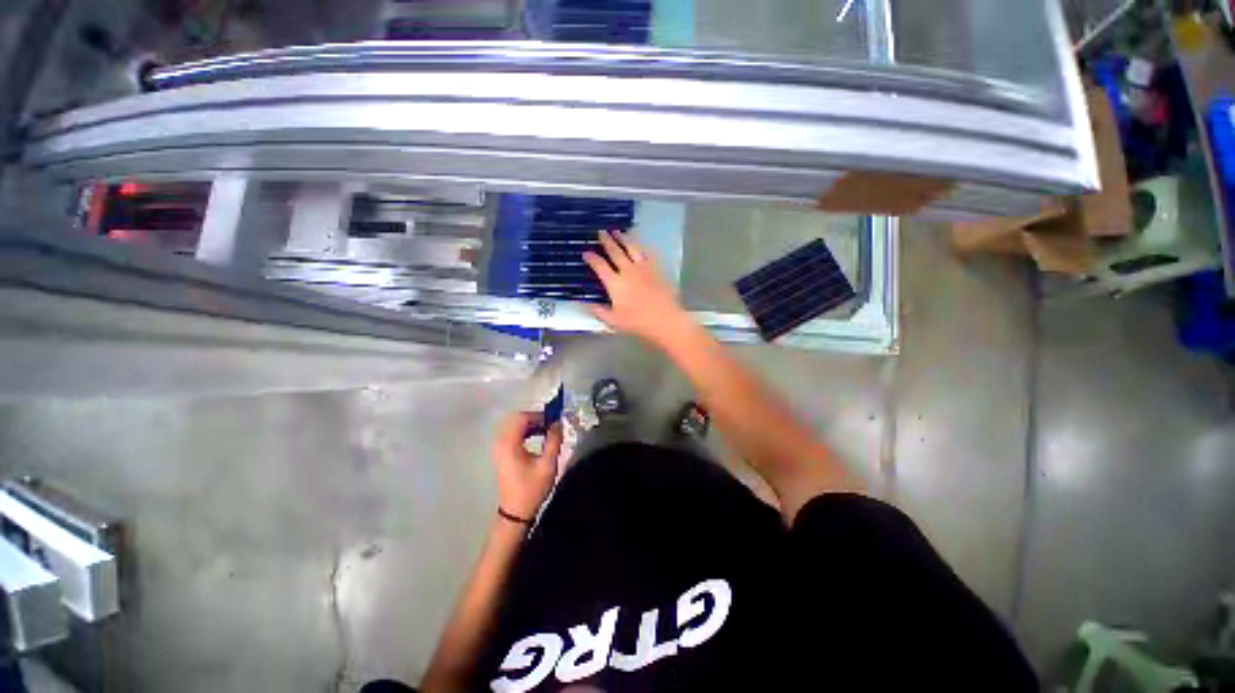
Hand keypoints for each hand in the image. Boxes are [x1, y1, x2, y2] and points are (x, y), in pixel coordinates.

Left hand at [492, 412, 562, 520]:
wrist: (515, 513)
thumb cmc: (531, 488)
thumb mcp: (548, 464)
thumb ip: (554, 440)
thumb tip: (558, 423)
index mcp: (509, 444)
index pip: (522, 418)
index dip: (539, 415)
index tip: (554, 420)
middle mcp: (501, 442)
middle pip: (517, 419)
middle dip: (536, 418)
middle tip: (552, 424)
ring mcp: (499, 448)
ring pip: (515, 426)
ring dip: (532, 424)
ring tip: (548, 430)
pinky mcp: (502, 453)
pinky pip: (514, 434)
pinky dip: (526, 431)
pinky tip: (538, 437)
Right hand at [583, 230, 691, 347]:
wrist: (665, 320)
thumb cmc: (638, 323)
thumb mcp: (613, 321)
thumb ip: (598, 311)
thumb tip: (583, 303)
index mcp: (615, 283)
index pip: (600, 266)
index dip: (592, 258)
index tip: (586, 252)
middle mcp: (628, 271)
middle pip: (615, 252)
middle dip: (607, 241)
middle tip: (601, 232)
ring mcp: (644, 268)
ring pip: (632, 248)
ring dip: (623, 238)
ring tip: (617, 231)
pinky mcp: (657, 269)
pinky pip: (647, 254)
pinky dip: (641, 247)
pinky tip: (640, 244)